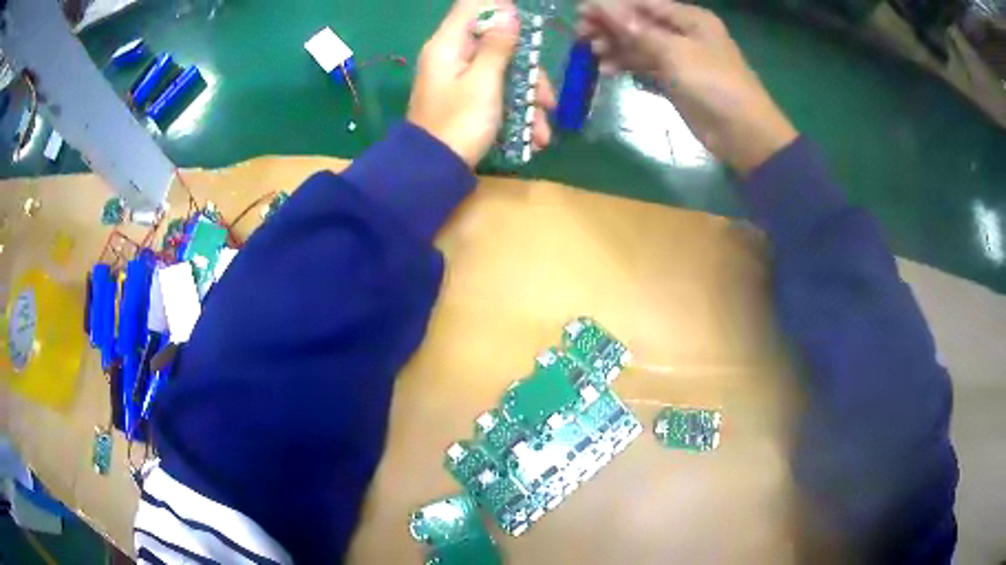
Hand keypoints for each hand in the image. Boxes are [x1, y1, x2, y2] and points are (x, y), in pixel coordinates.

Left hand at [409, 0, 555, 167]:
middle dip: (528, 70)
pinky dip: (517, 112)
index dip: (499, 10)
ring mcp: (460, 80)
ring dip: (528, 99)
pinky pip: (497, 93)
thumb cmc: (459, 123)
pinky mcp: (467, 100)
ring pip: (504, 72)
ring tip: (542, 130)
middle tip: (546, 97)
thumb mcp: (483, 82)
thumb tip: (508, 14)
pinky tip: (533, 136)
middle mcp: (452, 57)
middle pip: (496, 43)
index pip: (470, 8)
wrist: (434, 171)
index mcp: (448, 45)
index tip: (525, 26)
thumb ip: (497, 46)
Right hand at [579, 0, 796, 174]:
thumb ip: (637, 29)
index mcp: (689, 19)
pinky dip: (627, 65)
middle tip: (581, 36)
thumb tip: (602, 3)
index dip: (611, 6)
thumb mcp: (675, 53)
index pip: (643, 3)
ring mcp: (679, 57)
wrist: (744, 135)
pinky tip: (607, 69)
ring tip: (592, 54)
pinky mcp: (675, 80)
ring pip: (639, 44)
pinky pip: (645, 65)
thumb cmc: (715, 86)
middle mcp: (683, 33)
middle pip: (639, 22)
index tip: (581, 12)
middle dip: (610, 26)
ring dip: (615, 46)